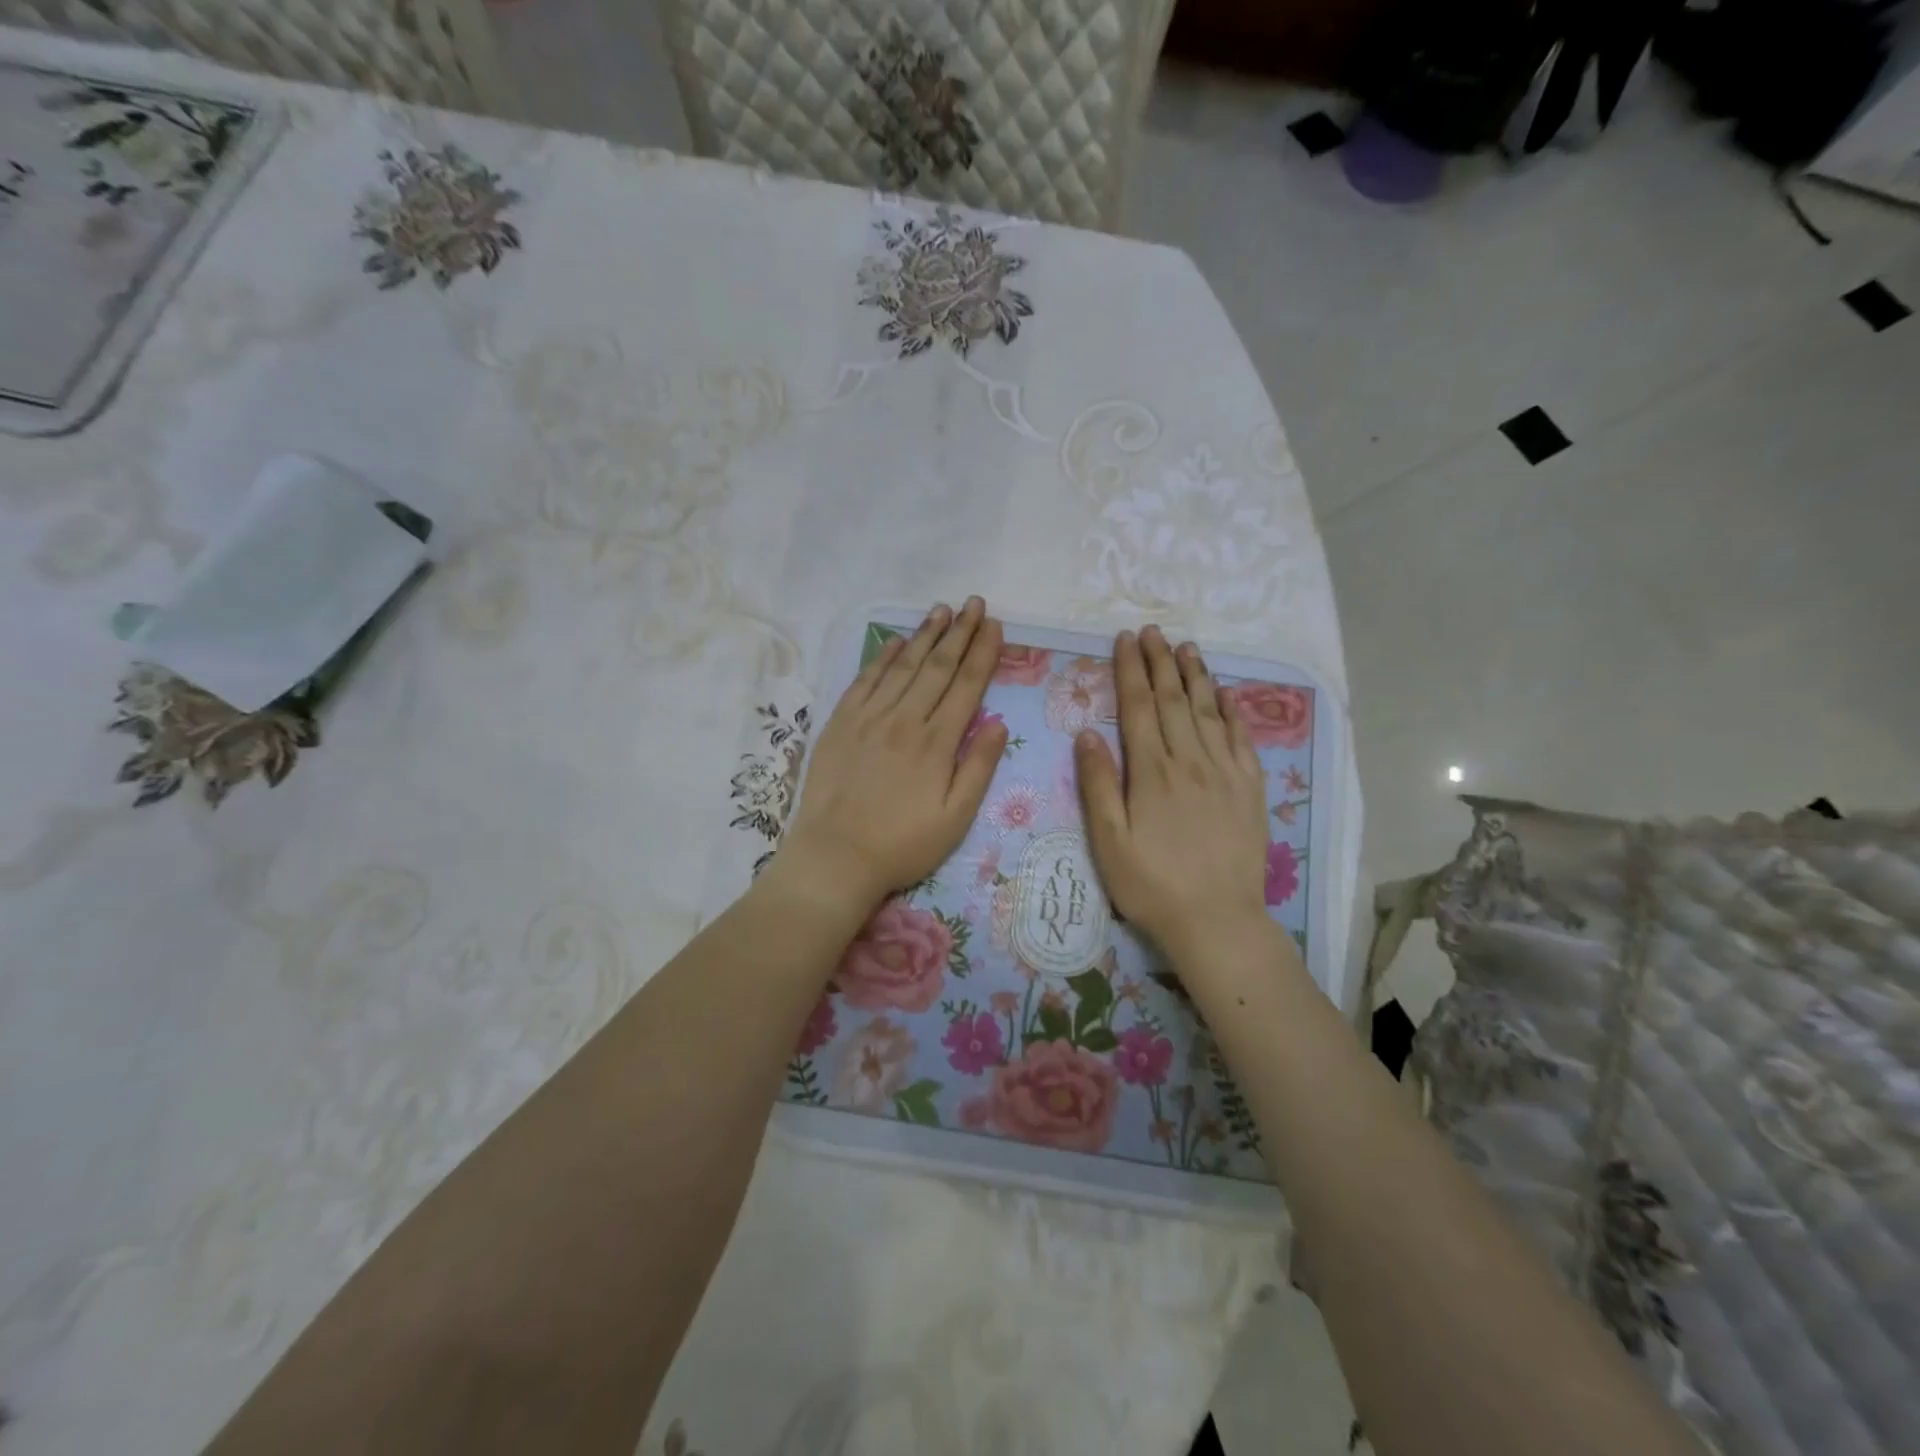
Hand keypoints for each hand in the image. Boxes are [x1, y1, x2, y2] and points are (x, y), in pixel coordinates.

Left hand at [779, 598, 1005, 914]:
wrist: (835, 857)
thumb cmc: (902, 845)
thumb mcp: (955, 818)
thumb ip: (979, 768)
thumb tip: (999, 724)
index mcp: (937, 742)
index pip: (966, 685)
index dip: (983, 652)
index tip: (994, 625)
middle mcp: (904, 719)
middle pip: (937, 666)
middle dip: (959, 632)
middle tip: (974, 603)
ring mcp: (869, 718)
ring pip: (903, 666)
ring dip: (925, 635)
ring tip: (942, 610)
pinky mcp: (841, 723)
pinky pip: (865, 680)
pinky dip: (883, 657)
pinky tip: (897, 640)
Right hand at [1075, 626, 1271, 963]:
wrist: (1217, 920)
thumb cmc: (1151, 885)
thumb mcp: (1108, 841)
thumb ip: (1097, 784)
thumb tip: (1086, 732)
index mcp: (1151, 772)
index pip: (1139, 707)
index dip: (1130, 670)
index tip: (1125, 640)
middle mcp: (1190, 761)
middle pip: (1174, 700)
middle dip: (1160, 662)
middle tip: (1152, 631)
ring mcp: (1225, 772)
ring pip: (1208, 711)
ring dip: (1195, 675)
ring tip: (1185, 647)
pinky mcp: (1250, 788)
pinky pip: (1240, 737)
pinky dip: (1231, 709)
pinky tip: (1224, 692)